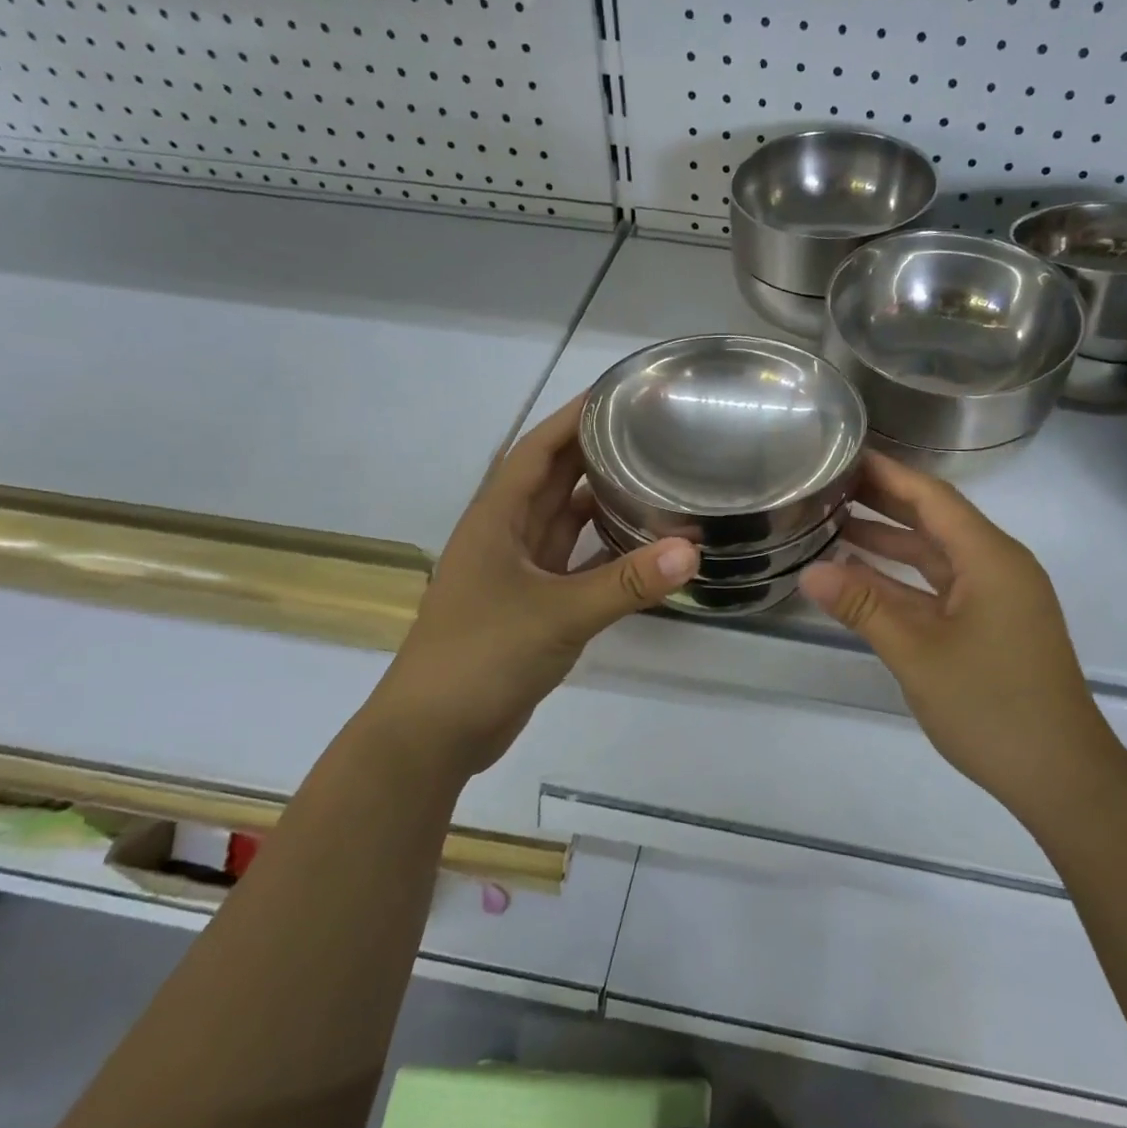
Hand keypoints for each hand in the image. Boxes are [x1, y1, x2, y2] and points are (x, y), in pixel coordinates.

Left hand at [364, 397, 697, 774]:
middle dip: (593, 453)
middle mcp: (505, 536)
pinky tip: (639, 546)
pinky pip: (572, 563)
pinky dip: (602, 551)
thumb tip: (692, 551)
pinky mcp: (531, 605)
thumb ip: (625, 583)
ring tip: (652, 478)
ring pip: (563, 522)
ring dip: (599, 501)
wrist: (434, 733)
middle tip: (651, 433)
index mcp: (496, 518)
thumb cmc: (482, 656)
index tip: (618, 394)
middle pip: (552, 479)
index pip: (536, 449)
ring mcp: (517, 572)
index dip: (572, 417)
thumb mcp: (558, 615)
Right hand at [799, 453, 1110, 812]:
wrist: (1061, 776)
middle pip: (936, 521)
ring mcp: (997, 599)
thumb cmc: (992, 707)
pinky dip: (904, 581)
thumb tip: (809, 570)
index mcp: (991, 559)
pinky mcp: (992, 626)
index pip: (933, 497)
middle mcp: (998, 567)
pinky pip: (942, 589)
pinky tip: (864, 580)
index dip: (889, 473)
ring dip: (891, 542)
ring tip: (835, 526)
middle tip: (830, 485)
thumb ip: (864, 607)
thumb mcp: (918, 654)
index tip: (846, 453)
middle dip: (885, 502)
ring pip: (937, 557)